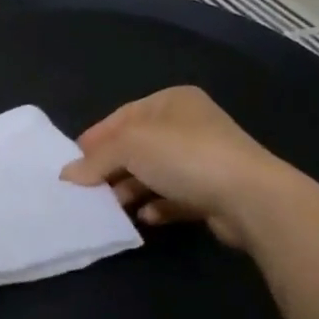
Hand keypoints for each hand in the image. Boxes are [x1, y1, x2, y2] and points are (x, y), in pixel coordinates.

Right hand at [59, 86, 292, 246]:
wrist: (251, 198)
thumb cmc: (184, 155)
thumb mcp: (129, 146)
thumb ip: (95, 159)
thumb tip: (67, 175)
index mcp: (172, 101)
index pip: (122, 116)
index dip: (96, 138)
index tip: (74, 162)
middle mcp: (190, 125)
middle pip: (137, 145)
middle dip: (111, 167)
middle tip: (88, 189)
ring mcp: (204, 159)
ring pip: (155, 173)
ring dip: (131, 189)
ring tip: (112, 206)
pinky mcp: (213, 192)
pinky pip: (175, 197)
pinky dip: (157, 205)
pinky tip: (145, 218)